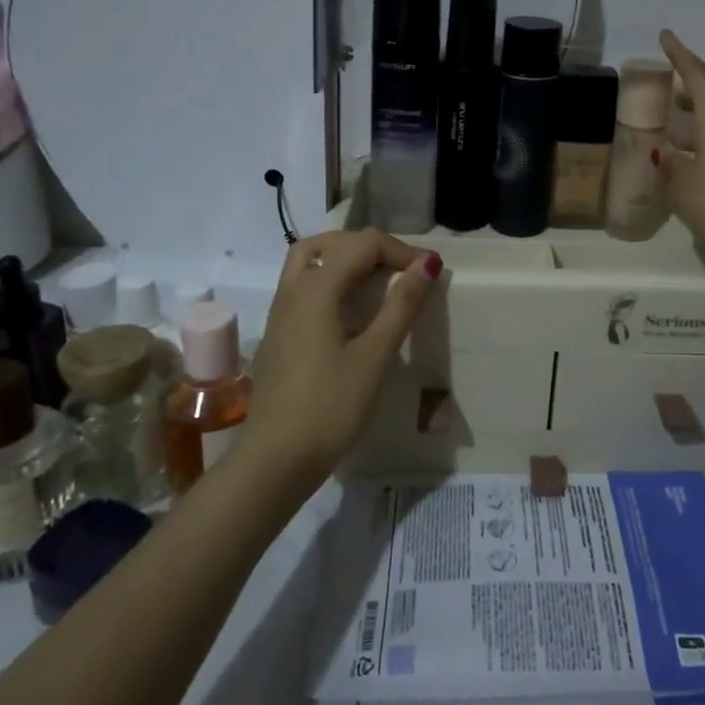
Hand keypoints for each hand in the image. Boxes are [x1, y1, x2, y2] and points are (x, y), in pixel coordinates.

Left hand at [244, 229, 441, 487]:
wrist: (274, 461)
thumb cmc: (329, 407)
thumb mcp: (374, 355)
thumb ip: (401, 305)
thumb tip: (428, 264)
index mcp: (317, 289)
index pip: (363, 244)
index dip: (401, 250)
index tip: (430, 274)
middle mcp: (293, 290)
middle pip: (331, 243)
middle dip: (371, 247)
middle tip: (402, 269)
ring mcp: (281, 313)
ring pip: (310, 262)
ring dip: (345, 259)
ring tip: (378, 280)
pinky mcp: (279, 334)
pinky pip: (304, 287)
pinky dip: (332, 280)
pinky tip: (352, 311)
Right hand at [657, 29, 704, 277]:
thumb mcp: (682, 184)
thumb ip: (670, 163)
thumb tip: (665, 152)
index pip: (697, 76)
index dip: (679, 55)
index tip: (665, 36)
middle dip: (687, 90)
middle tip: (664, 92)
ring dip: (697, 117)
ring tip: (672, 126)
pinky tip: (691, 158)